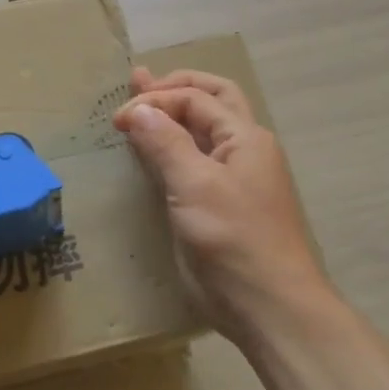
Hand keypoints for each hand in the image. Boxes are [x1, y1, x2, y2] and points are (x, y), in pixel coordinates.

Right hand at [114, 69, 330, 343]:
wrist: (270, 307)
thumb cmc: (234, 240)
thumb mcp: (195, 186)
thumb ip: (165, 143)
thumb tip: (139, 108)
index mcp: (245, 137)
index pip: (195, 98)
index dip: (156, 99)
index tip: (119, 119)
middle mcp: (243, 149)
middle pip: (209, 101)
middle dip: (173, 88)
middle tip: (137, 83)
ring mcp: (236, 178)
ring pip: (203, 131)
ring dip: (173, 114)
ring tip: (142, 101)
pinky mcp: (222, 205)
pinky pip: (196, 162)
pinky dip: (173, 147)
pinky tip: (155, 150)